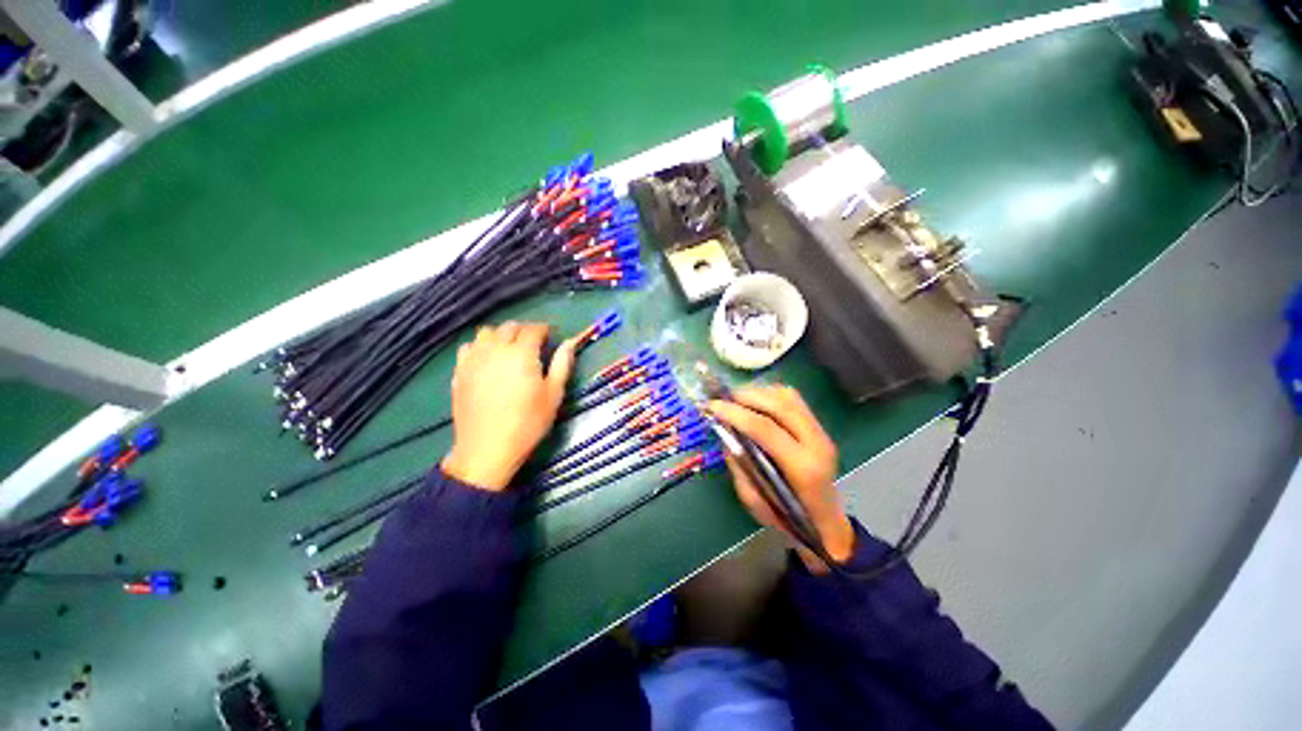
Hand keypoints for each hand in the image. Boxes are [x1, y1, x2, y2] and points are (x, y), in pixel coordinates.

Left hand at [441, 322, 577, 490]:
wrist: (487, 449)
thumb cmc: (527, 423)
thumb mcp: (553, 395)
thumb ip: (562, 365)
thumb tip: (570, 343)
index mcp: (522, 354)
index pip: (533, 329)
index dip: (545, 329)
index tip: (551, 336)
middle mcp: (496, 349)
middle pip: (509, 327)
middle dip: (524, 330)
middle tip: (534, 343)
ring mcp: (474, 359)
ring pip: (486, 333)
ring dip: (501, 335)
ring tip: (510, 349)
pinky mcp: (459, 371)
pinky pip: (469, 347)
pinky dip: (480, 346)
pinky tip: (487, 359)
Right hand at [706, 385, 854, 571]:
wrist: (825, 523)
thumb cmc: (788, 519)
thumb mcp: (755, 502)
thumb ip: (739, 467)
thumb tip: (726, 433)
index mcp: (803, 468)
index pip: (766, 429)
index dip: (735, 414)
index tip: (711, 406)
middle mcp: (816, 443)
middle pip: (779, 404)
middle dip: (746, 396)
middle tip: (722, 399)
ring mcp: (821, 431)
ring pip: (787, 396)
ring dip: (758, 392)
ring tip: (736, 400)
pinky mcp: (818, 426)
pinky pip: (792, 399)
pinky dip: (769, 394)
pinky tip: (754, 402)